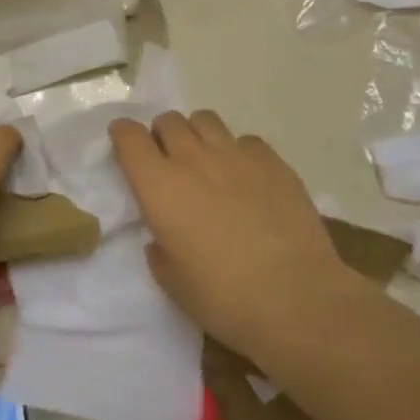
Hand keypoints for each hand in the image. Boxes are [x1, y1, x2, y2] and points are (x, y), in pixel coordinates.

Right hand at [110, 110, 344, 357]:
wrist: (296, 299)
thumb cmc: (223, 298)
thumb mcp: (172, 283)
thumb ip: (160, 251)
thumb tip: (163, 238)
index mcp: (159, 186)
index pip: (129, 136)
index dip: (123, 135)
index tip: (124, 146)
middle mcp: (193, 159)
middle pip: (168, 120)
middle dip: (162, 135)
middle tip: (169, 162)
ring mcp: (236, 155)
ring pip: (205, 120)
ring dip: (197, 135)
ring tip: (207, 161)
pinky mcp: (273, 162)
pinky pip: (246, 141)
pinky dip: (239, 152)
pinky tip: (248, 178)